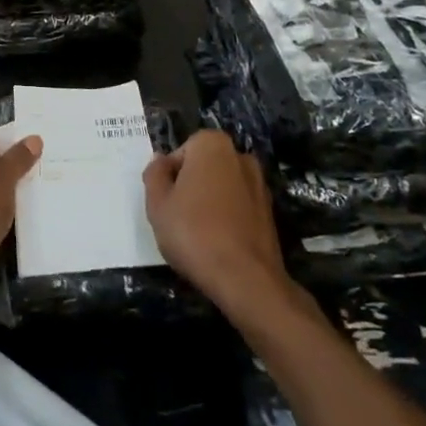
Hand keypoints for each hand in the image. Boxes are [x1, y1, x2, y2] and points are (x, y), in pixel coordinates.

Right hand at [144, 130, 288, 317]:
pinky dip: (228, 218)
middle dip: (191, 187)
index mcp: (212, 145)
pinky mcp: (270, 213)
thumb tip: (161, 160)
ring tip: (198, 234)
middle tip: (178, 217)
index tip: (166, 202)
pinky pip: (238, 207)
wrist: (246, 280)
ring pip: (222, 188)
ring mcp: (259, 185)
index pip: (181, 153)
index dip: (169, 177)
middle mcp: (240, 156)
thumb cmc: (194, 233)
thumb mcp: (157, 204)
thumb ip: (155, 174)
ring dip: (210, 203)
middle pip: (203, 168)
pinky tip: (218, 243)